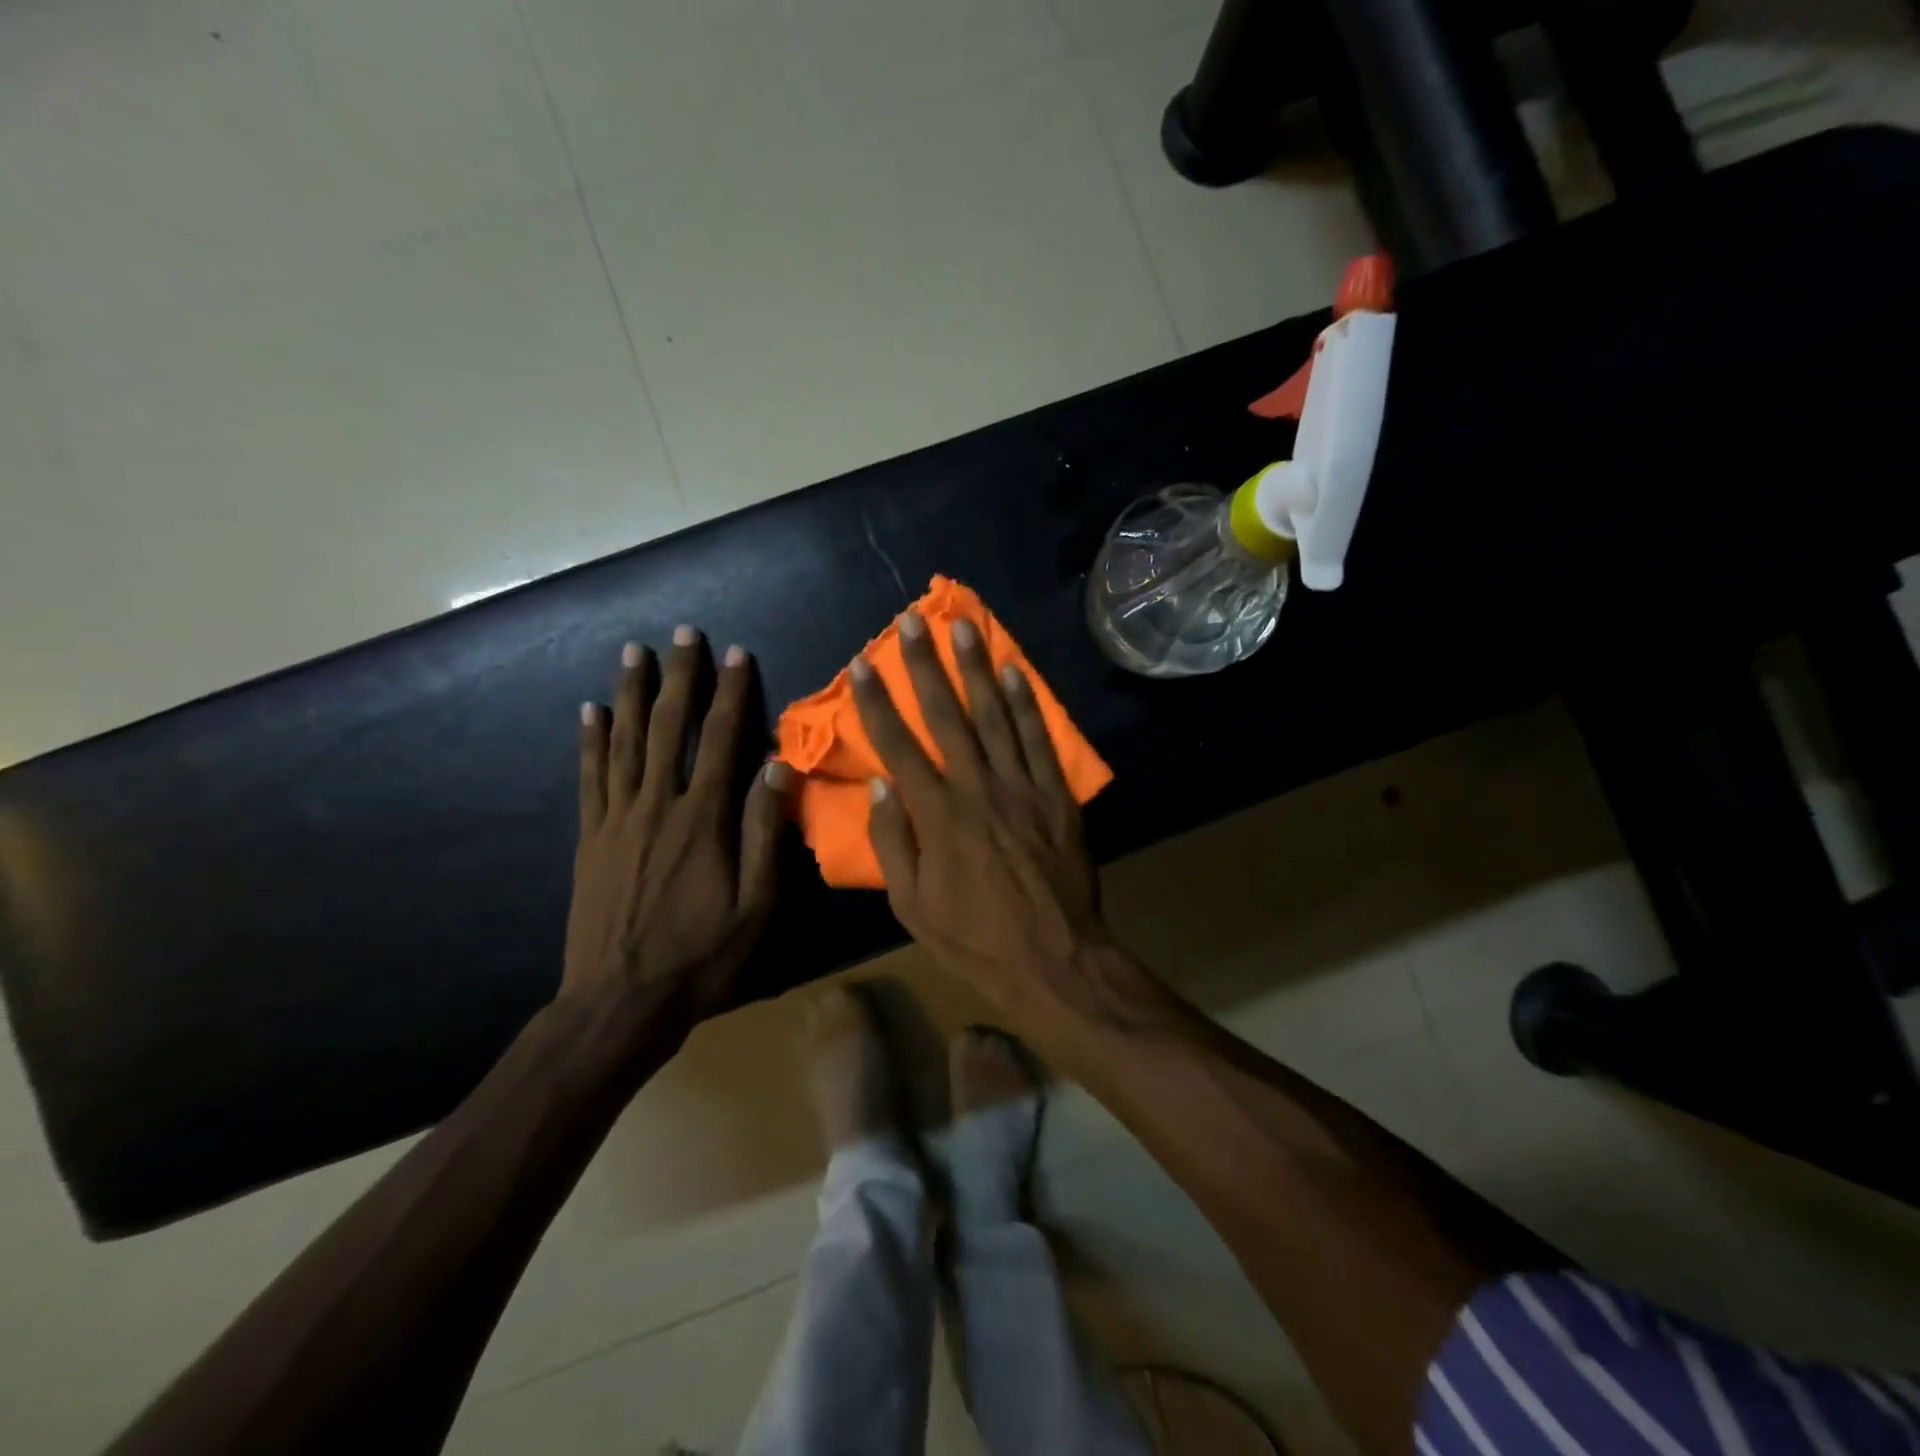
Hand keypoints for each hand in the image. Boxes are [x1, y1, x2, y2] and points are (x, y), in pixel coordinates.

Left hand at [563, 626, 789, 1030]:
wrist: (619, 1003)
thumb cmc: (701, 956)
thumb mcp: (755, 904)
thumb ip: (765, 833)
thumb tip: (777, 769)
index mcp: (702, 820)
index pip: (720, 741)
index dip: (730, 694)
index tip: (736, 654)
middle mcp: (657, 806)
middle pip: (668, 728)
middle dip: (678, 677)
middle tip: (682, 633)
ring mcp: (617, 820)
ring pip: (624, 743)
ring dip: (631, 693)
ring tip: (633, 652)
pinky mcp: (590, 838)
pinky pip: (590, 778)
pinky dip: (590, 741)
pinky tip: (589, 711)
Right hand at [850, 611, 1107, 1018]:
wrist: (1053, 960)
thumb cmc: (975, 939)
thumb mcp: (913, 908)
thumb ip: (892, 845)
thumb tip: (880, 788)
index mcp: (938, 817)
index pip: (899, 747)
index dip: (877, 704)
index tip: (861, 665)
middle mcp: (978, 789)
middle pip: (947, 717)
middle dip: (925, 666)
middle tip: (912, 622)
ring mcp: (1023, 788)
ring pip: (996, 716)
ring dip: (977, 668)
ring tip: (963, 627)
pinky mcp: (1056, 796)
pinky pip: (1040, 740)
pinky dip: (1028, 703)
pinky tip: (1015, 670)